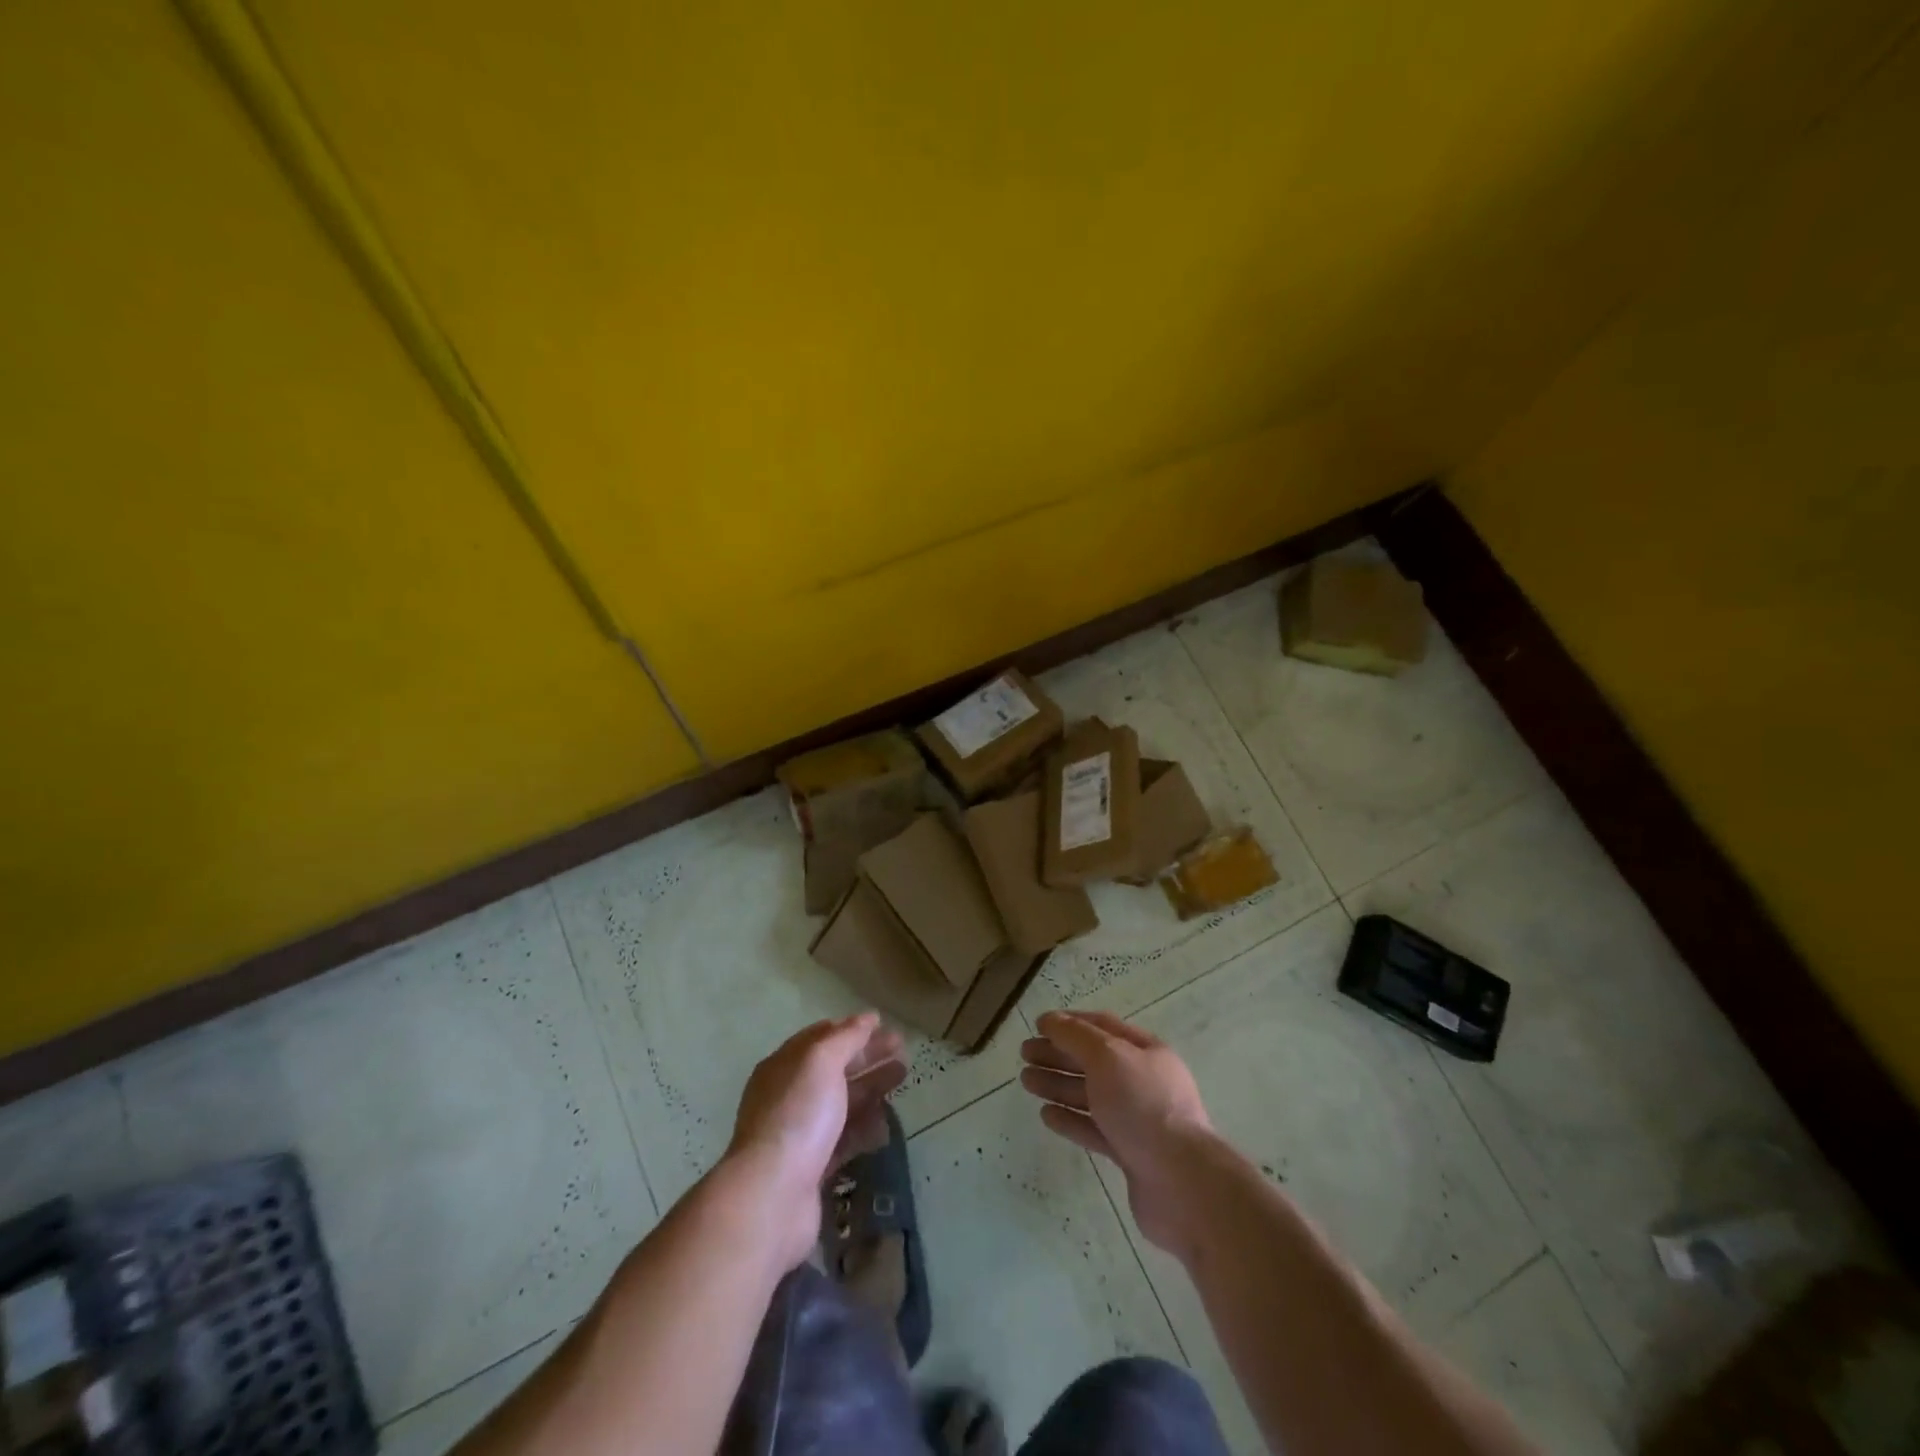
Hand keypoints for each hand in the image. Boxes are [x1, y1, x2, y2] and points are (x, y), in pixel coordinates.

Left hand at [726, 1012, 905, 1269]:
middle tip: (903, 1050)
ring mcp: (801, 1133)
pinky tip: (887, 1124)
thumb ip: (846, 1038)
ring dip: (871, 1087)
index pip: (820, 1038)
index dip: (851, 1029)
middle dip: (868, 1056)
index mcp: (785, 1066)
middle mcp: (790, 1096)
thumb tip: (867, 1017)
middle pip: (835, 1069)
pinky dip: (865, 1127)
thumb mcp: (821, 1062)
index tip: (883, 1024)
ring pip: (842, 1103)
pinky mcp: (814, 1168)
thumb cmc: (797, 1116)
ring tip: (902, 1077)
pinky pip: (844, 1139)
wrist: (772, 1196)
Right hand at [1020, 1010, 1214, 1255]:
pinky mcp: (1130, 1154)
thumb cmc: (1144, 1106)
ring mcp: (1137, 1119)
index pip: (1102, 1027)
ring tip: (1026, 1081)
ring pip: (1090, 1095)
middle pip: (1093, 1061)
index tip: (1038, 1024)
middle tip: (1024, 1054)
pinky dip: (1070, 1119)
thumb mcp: (1108, 1057)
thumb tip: (1051, 1020)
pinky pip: (1094, 1129)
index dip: (1070, 1022)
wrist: (1182, 1183)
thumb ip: (1077, 1036)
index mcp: (1145, 1052)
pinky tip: (1046, 1115)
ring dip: (1058, 1084)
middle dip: (1058, 1054)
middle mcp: (1142, 1081)